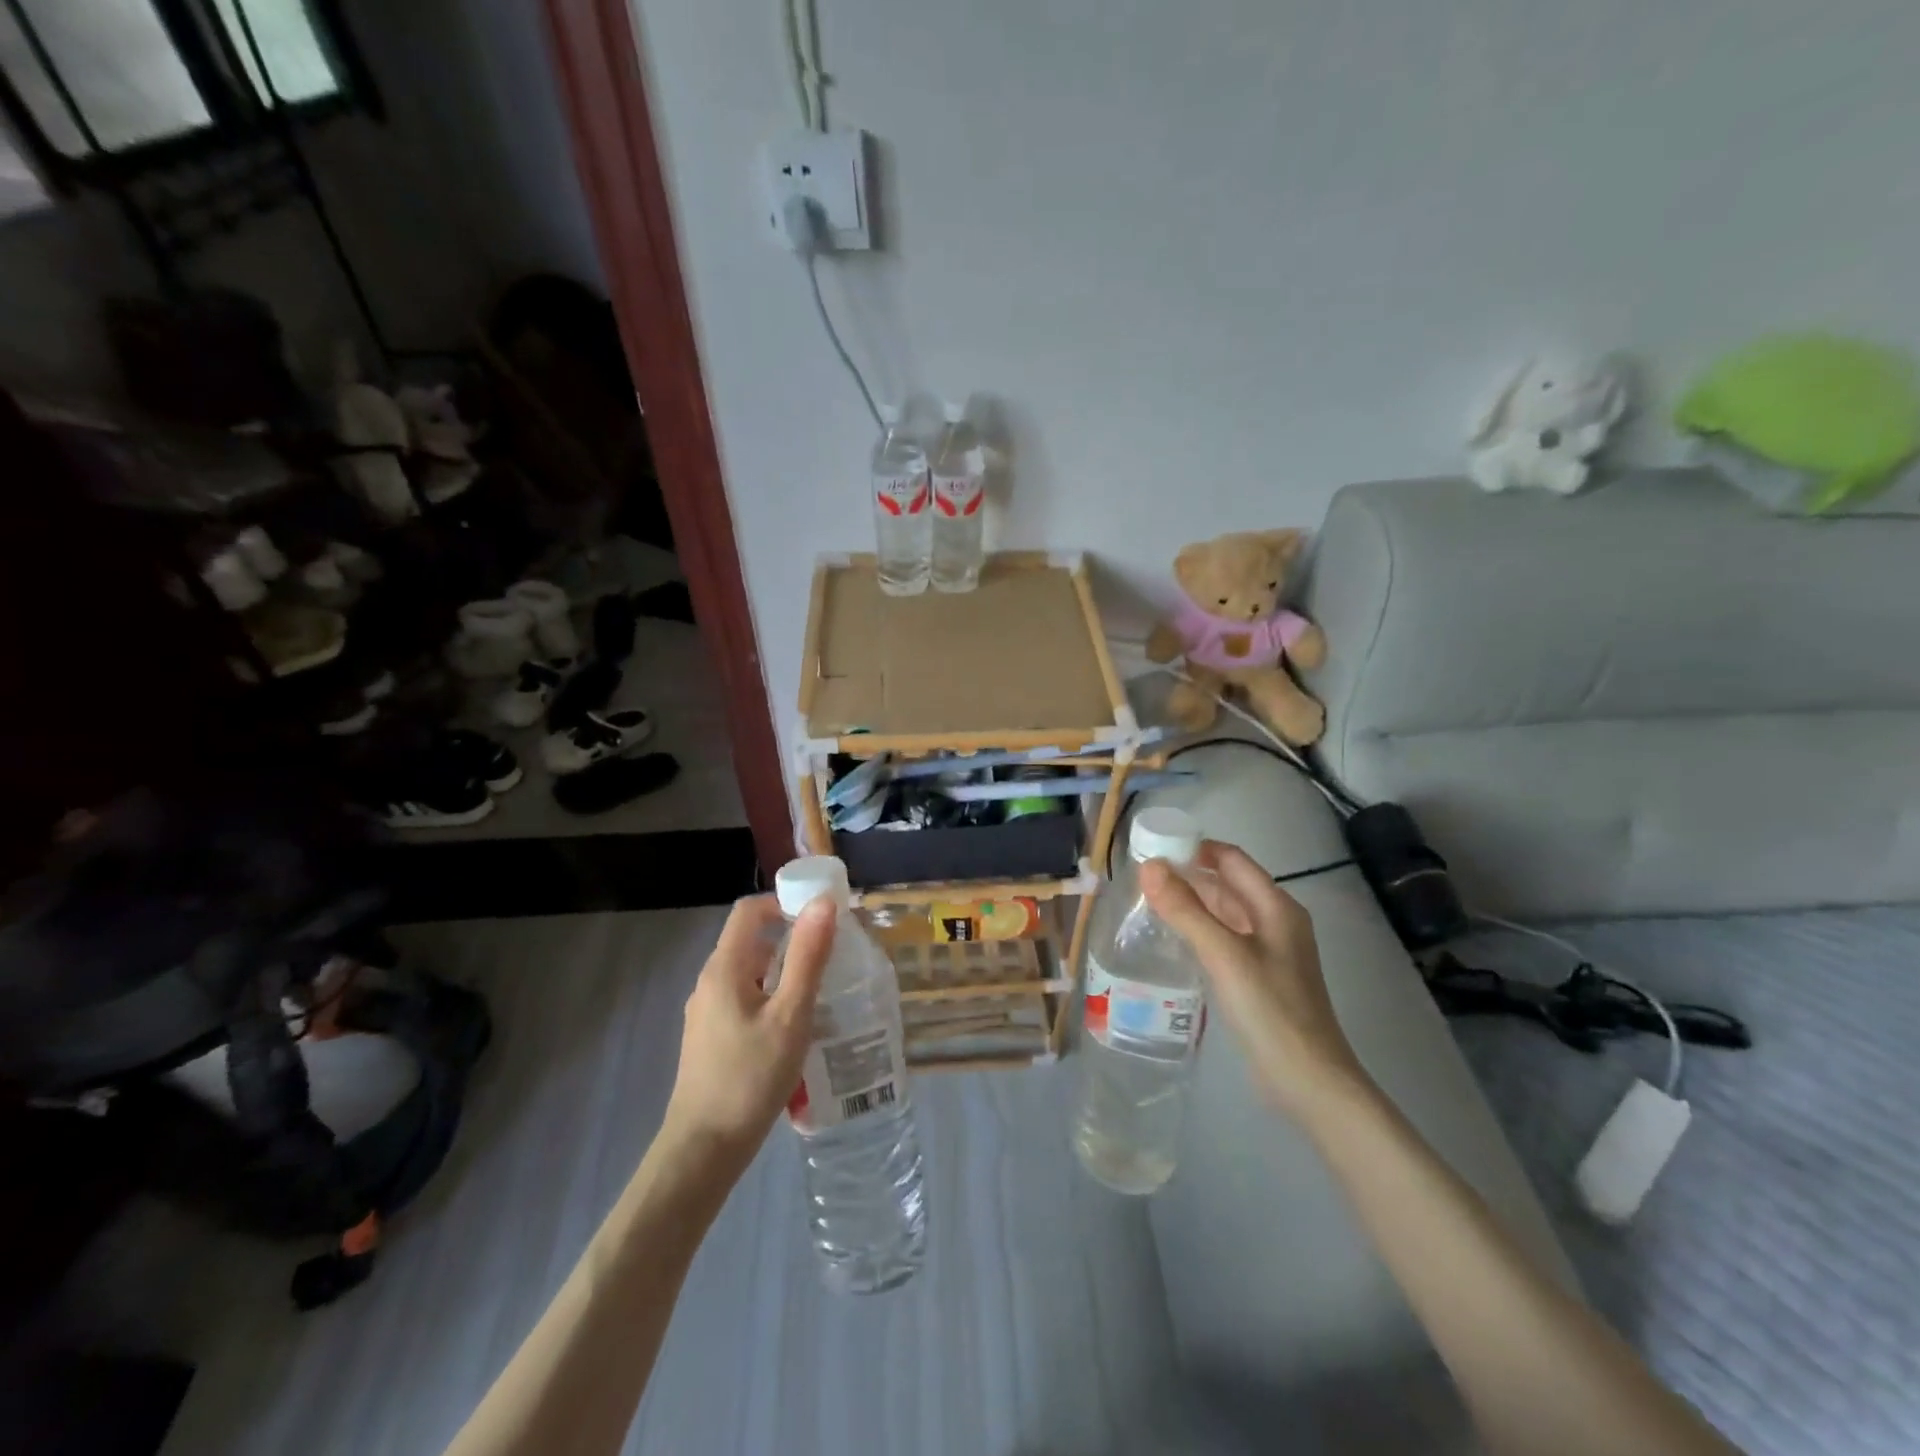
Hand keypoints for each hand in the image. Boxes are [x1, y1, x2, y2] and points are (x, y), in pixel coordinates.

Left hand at [660, 895, 834, 1172]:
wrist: (704, 1149)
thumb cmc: (751, 1077)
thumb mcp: (791, 1014)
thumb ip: (807, 957)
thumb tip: (823, 903)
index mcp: (725, 968)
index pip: (749, 911)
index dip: (784, 903)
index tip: (821, 918)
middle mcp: (710, 981)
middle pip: (751, 941)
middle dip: (792, 941)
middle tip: (832, 957)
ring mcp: (707, 1011)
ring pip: (750, 974)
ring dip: (784, 973)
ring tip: (821, 993)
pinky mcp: (711, 1037)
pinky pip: (745, 1000)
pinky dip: (772, 999)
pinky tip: (795, 1029)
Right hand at [1140, 841, 1368, 1115]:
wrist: (1310, 1083)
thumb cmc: (1271, 1011)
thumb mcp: (1224, 955)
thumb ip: (1185, 910)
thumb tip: (1149, 866)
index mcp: (1276, 907)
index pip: (1231, 859)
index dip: (1194, 848)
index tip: (1153, 848)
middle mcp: (1275, 922)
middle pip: (1228, 884)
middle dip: (1188, 876)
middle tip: (1141, 879)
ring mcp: (1269, 952)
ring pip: (1225, 913)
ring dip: (1192, 904)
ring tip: (1148, 904)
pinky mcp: (1260, 978)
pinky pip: (1225, 940)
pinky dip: (1199, 931)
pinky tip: (1173, 941)